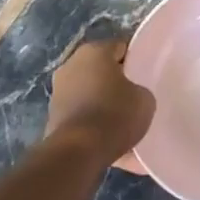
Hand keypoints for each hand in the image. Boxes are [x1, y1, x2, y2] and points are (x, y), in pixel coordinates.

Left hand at [48, 37, 154, 165]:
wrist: (78, 152)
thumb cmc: (114, 114)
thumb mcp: (144, 99)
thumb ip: (140, 89)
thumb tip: (133, 95)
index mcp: (94, 51)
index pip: (120, 47)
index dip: (136, 59)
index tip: (146, 74)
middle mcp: (71, 65)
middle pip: (101, 68)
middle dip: (116, 80)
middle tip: (135, 96)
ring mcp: (58, 91)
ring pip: (89, 92)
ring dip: (102, 101)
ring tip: (122, 121)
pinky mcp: (52, 116)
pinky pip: (81, 114)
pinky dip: (92, 122)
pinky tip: (108, 138)